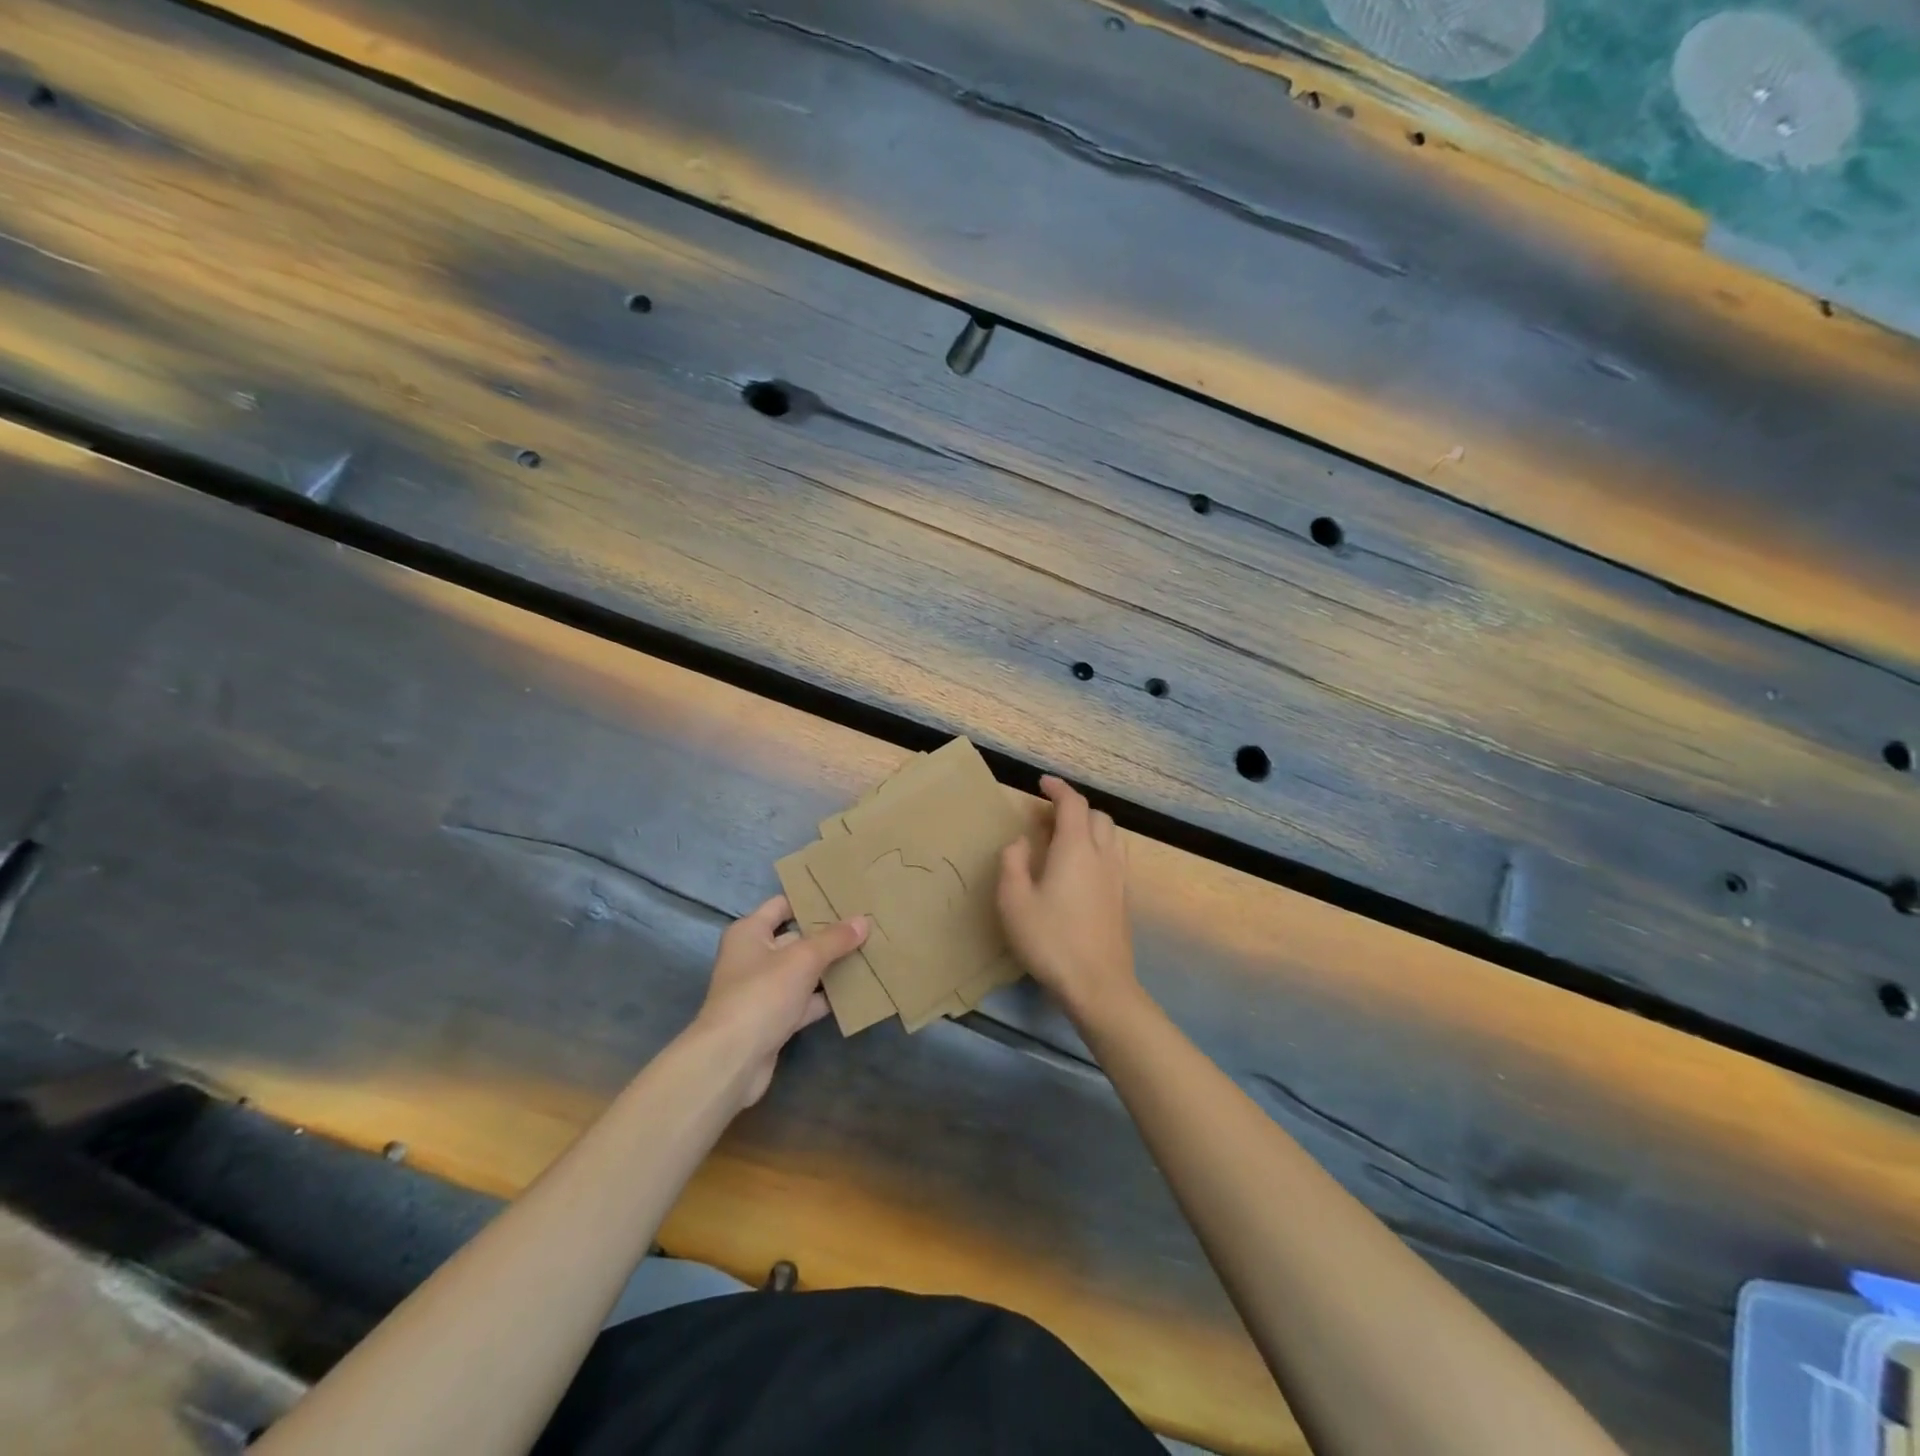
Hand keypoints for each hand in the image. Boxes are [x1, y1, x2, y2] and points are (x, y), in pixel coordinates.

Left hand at [696, 895, 867, 1108]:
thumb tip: (864, 920)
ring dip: (830, 967)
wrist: (732, 1060)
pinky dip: (825, 997)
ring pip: (802, 971)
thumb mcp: (802, 959)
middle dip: (828, 935)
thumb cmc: (762, 994)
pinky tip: (856, 991)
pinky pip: (805, 1000)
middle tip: (865, 924)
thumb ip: (834, 939)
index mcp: (750, 932)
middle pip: (796, 938)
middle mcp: (753, 957)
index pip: (782, 905)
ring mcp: (763, 990)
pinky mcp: (774, 1019)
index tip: (844, 895)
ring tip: (868, 953)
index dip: (810, 900)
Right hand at [997, 776, 1137, 1021]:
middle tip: (1048, 817)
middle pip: (1097, 816)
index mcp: (1075, 848)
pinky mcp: (1124, 899)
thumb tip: (1021, 842)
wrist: (1098, 985)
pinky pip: (1114, 857)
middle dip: (1074, 808)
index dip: (1058, 789)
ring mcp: (1118, 878)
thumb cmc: (1050, 940)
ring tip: (1065, 840)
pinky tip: (1081, 870)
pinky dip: (1098, 848)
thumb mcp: (1014, 901)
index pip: (1073, 803)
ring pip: (1110, 836)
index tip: (1042, 783)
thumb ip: (1013, 863)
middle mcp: (1102, 855)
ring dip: (1090, 827)